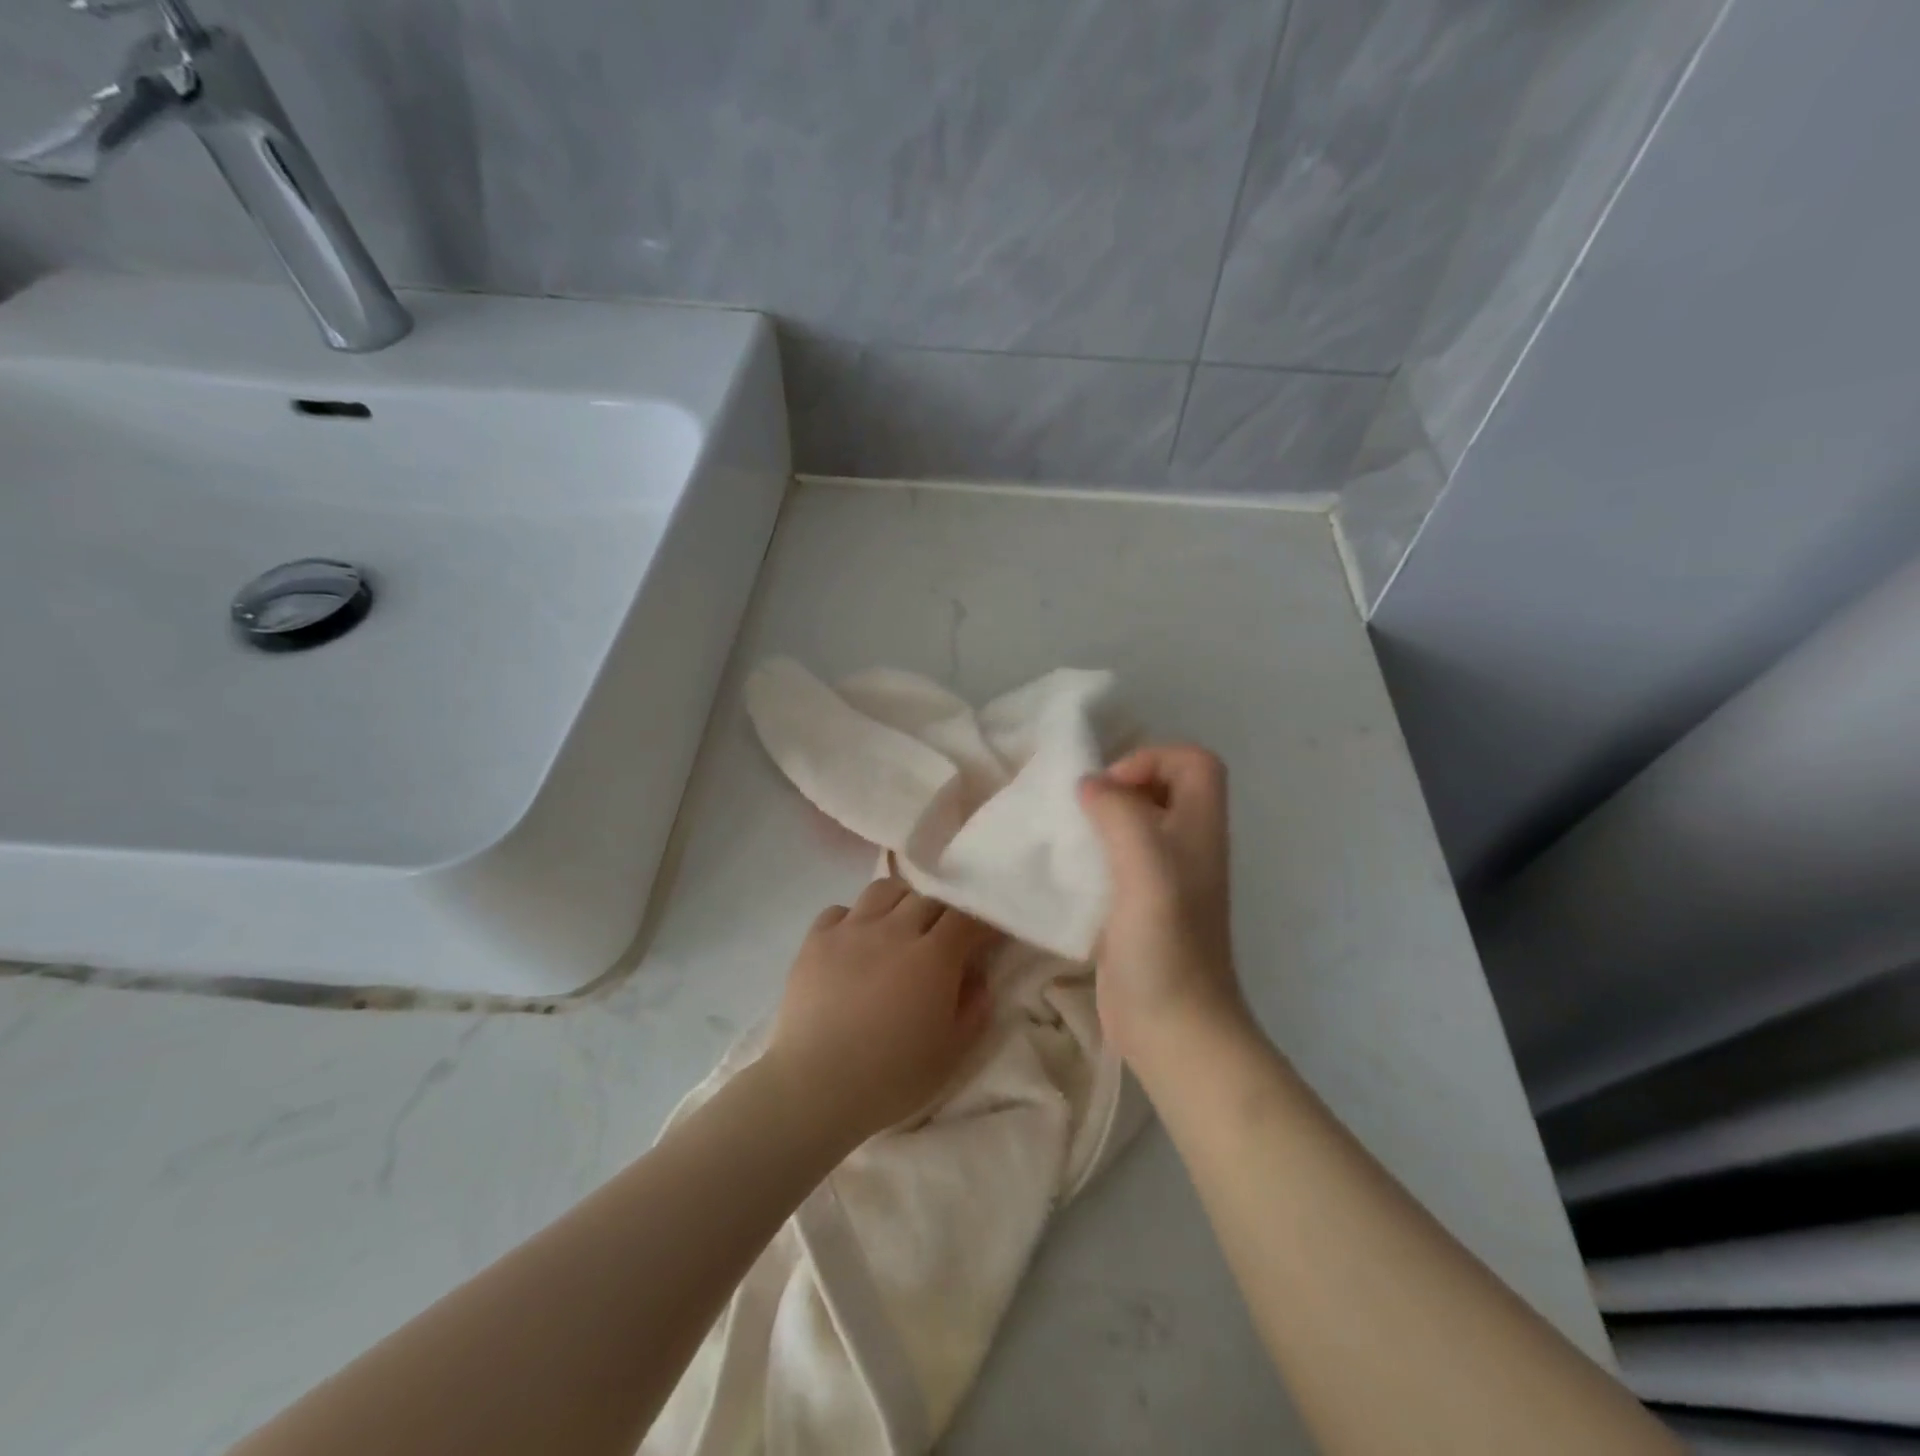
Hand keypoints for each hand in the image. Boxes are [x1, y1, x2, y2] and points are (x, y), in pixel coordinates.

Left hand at [765, 878, 998, 1143]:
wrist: (815, 1087)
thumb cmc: (891, 1077)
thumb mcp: (952, 1053)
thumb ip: (974, 1008)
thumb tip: (977, 976)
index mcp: (934, 956)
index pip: (967, 917)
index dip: (981, 922)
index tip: (986, 937)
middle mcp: (895, 930)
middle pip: (928, 898)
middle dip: (944, 911)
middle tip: (945, 936)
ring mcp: (852, 930)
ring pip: (885, 890)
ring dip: (901, 902)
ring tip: (900, 926)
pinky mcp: (816, 940)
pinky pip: (840, 910)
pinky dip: (854, 919)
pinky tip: (855, 942)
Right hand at [1077, 744, 1249, 1069]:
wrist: (1172, 1028)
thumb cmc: (1166, 944)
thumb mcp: (1146, 865)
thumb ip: (1120, 813)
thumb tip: (1089, 785)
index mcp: (1199, 829)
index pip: (1193, 762)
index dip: (1152, 759)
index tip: (1111, 791)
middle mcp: (1186, 847)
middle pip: (1162, 789)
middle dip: (1119, 786)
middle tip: (1081, 809)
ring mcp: (1162, 880)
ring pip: (1134, 825)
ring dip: (1099, 822)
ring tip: (1064, 834)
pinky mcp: (1136, 908)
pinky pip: (1114, 862)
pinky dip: (1089, 856)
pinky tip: (1062, 873)